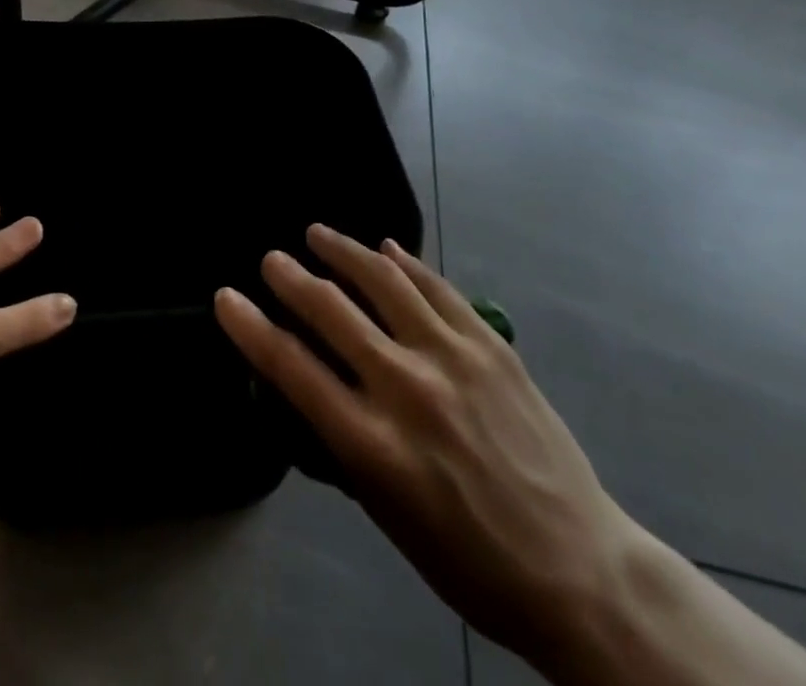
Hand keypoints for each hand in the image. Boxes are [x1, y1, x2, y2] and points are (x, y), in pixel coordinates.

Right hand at [215, 227, 632, 666]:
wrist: (579, 571)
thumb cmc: (470, 561)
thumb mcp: (388, 515)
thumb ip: (344, 445)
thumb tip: (310, 387)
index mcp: (375, 446)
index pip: (293, 368)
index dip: (250, 327)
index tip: (226, 297)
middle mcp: (408, 389)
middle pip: (332, 310)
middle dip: (291, 277)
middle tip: (272, 260)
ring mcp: (454, 358)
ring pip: (384, 281)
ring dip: (343, 251)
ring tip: (318, 234)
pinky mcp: (492, 345)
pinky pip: (437, 287)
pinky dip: (405, 263)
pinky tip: (386, 246)